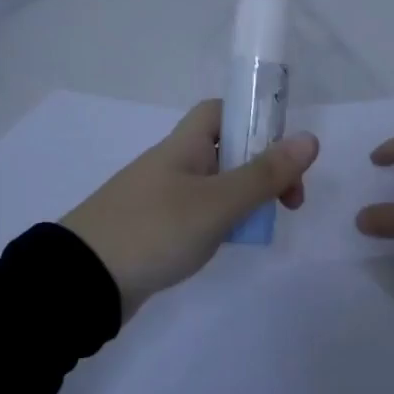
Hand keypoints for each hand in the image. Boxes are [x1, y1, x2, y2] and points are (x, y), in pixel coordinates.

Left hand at [62, 99, 319, 318]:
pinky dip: (221, 223)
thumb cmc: (154, 230)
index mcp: (183, 146)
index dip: (254, 120)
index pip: (220, 111)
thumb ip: (264, 174)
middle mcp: (172, 164)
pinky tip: (229, 244)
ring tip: (262, 227)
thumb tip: (310, 139)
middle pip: (226, 150)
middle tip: (289, 202)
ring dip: (244, 199)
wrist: (83, 281)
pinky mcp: (154, 229)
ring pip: (215, 186)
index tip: (284, 151)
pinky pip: (198, 214)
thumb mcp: (217, 203)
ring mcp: (160, 198)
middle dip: (261, 169)